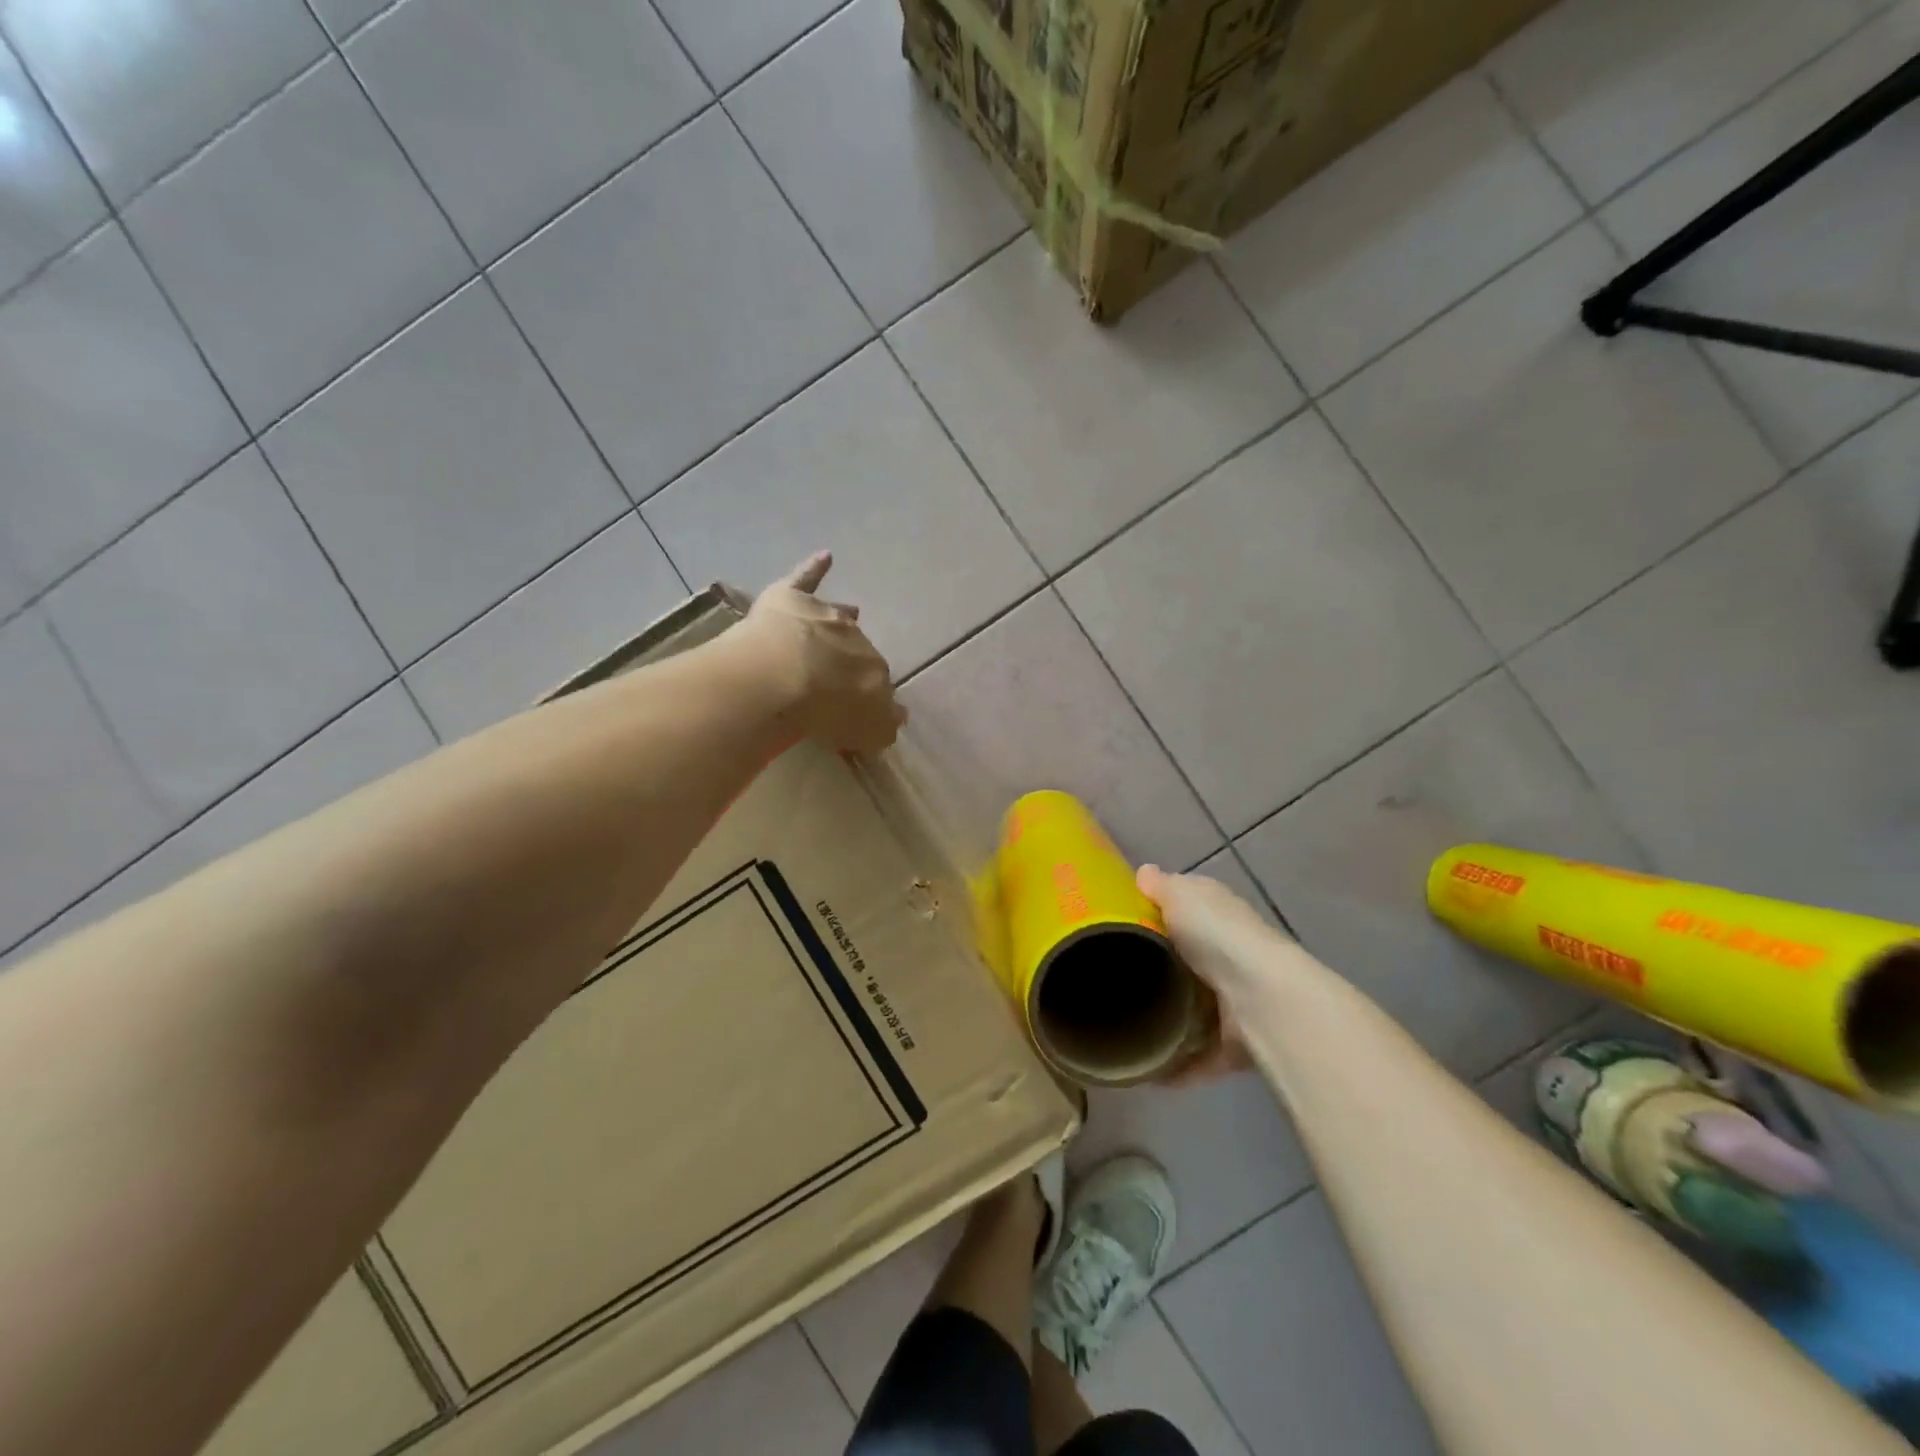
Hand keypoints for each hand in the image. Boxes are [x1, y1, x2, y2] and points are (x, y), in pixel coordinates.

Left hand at [743, 552, 904, 754]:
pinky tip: (825, 556)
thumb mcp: (867, 731)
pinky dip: (815, 568)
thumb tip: (900, 715)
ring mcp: (823, 615)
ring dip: (844, 616)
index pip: (876, 681)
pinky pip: (805, 579)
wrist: (783, 678)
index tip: (859, 705)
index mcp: (875, 671)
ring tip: (853, 611)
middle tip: (844, 672)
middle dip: (854, 657)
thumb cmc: (826, 711)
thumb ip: (884, 725)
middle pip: (858, 648)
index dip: (868, 694)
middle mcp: (856, 638)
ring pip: (838, 614)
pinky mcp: (790, 599)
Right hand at [1138, 864, 1289, 1083]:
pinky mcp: (1236, 1043)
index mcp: (1218, 914)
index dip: (1159, 914)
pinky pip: (1202, 1056)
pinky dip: (1179, 1066)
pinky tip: (1147, 1072)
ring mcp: (1234, 1001)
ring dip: (1169, 1020)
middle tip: (1112, 979)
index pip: (1188, 909)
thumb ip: (1160, 887)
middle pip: (1187, 961)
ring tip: (1124, 1026)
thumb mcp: (1181, 896)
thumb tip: (1144, 872)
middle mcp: (1230, 955)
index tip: (1121, 926)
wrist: (1260, 997)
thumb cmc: (1216, 936)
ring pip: (1195, 1010)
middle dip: (1158, 971)